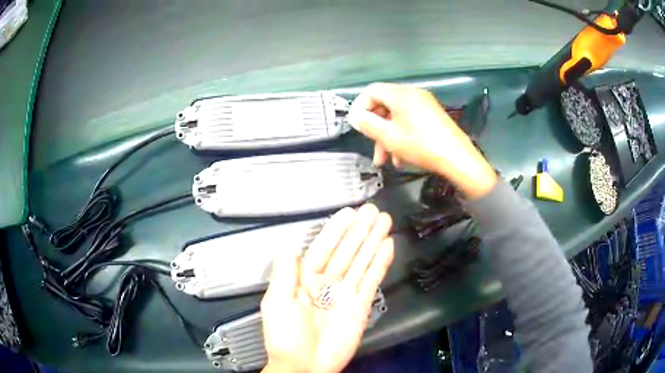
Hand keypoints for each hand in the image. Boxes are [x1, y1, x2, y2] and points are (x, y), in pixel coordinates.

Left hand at [261, 205, 393, 372]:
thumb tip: (288, 244)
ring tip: (383, 222)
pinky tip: (387, 246)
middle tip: (372, 210)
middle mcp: (327, 283)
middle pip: (346, 251)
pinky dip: (380, 263)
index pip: (322, 249)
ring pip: (361, 261)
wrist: (305, 365)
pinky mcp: (361, 305)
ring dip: (373, 241)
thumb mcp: (277, 303)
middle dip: (359, 231)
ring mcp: (346, 293)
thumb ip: (284, 273)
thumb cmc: (285, 337)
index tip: (347, 213)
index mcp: (305, 280)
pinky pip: (372, 280)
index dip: (335, 231)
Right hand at [349, 83, 496, 198]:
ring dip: (388, 137)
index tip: (357, 126)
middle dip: (376, 129)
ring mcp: (424, 104)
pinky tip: (401, 157)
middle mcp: (413, 94)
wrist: (457, 158)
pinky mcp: (432, 115)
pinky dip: (402, 136)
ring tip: (387, 160)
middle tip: (373, 148)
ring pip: (397, 117)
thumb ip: (367, 124)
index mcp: (401, 94)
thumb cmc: (421, 145)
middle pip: (385, 105)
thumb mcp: (389, 137)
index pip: (371, 91)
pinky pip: (410, 121)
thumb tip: (354, 116)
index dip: (360, 107)